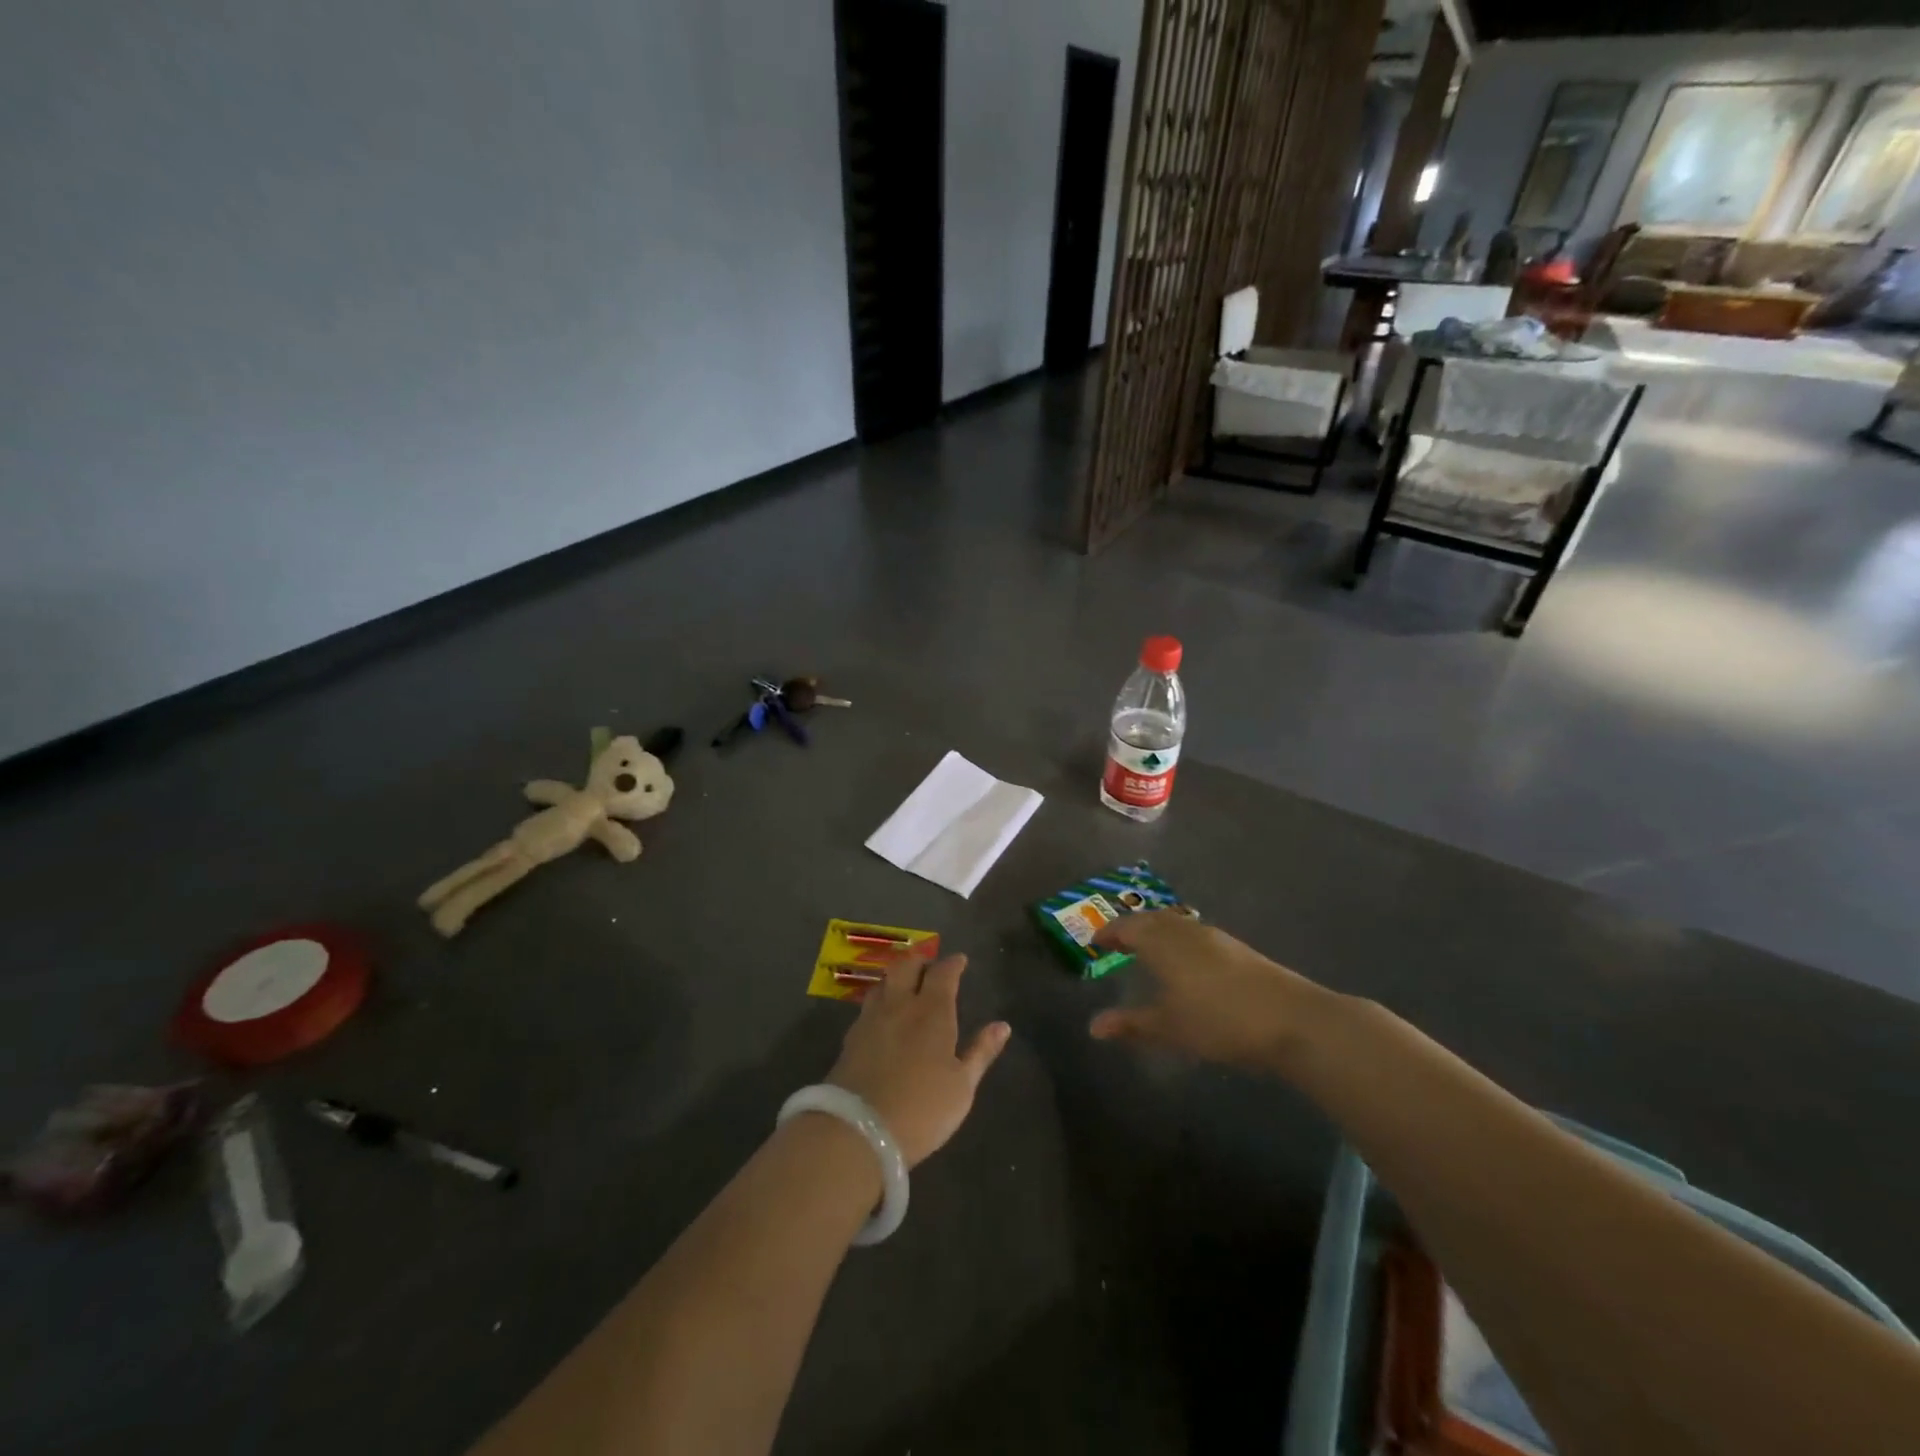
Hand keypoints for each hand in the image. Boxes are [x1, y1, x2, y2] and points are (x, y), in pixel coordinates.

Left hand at [827, 952, 1010, 1166]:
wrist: (858, 1131)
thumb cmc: (922, 1109)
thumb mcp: (962, 1086)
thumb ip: (981, 1052)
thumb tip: (1002, 1026)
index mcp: (932, 1012)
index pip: (943, 973)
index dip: (953, 963)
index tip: (960, 960)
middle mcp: (900, 1005)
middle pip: (907, 966)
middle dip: (920, 959)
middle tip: (930, 965)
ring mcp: (871, 1019)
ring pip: (883, 982)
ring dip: (897, 977)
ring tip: (905, 985)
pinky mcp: (851, 1038)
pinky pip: (868, 1005)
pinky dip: (881, 1000)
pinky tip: (884, 1015)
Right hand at [1088, 911, 1320, 1068]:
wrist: (1292, 1019)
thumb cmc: (1219, 1021)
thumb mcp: (1169, 1028)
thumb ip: (1131, 1024)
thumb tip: (1094, 1026)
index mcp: (1162, 942)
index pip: (1127, 927)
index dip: (1109, 932)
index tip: (1096, 941)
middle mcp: (1185, 930)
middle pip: (1152, 919)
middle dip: (1132, 927)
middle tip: (1118, 940)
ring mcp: (1215, 936)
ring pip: (1176, 924)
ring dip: (1158, 930)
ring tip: (1149, 949)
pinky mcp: (1237, 948)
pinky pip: (1195, 933)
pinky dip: (1180, 939)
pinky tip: (1187, 961)